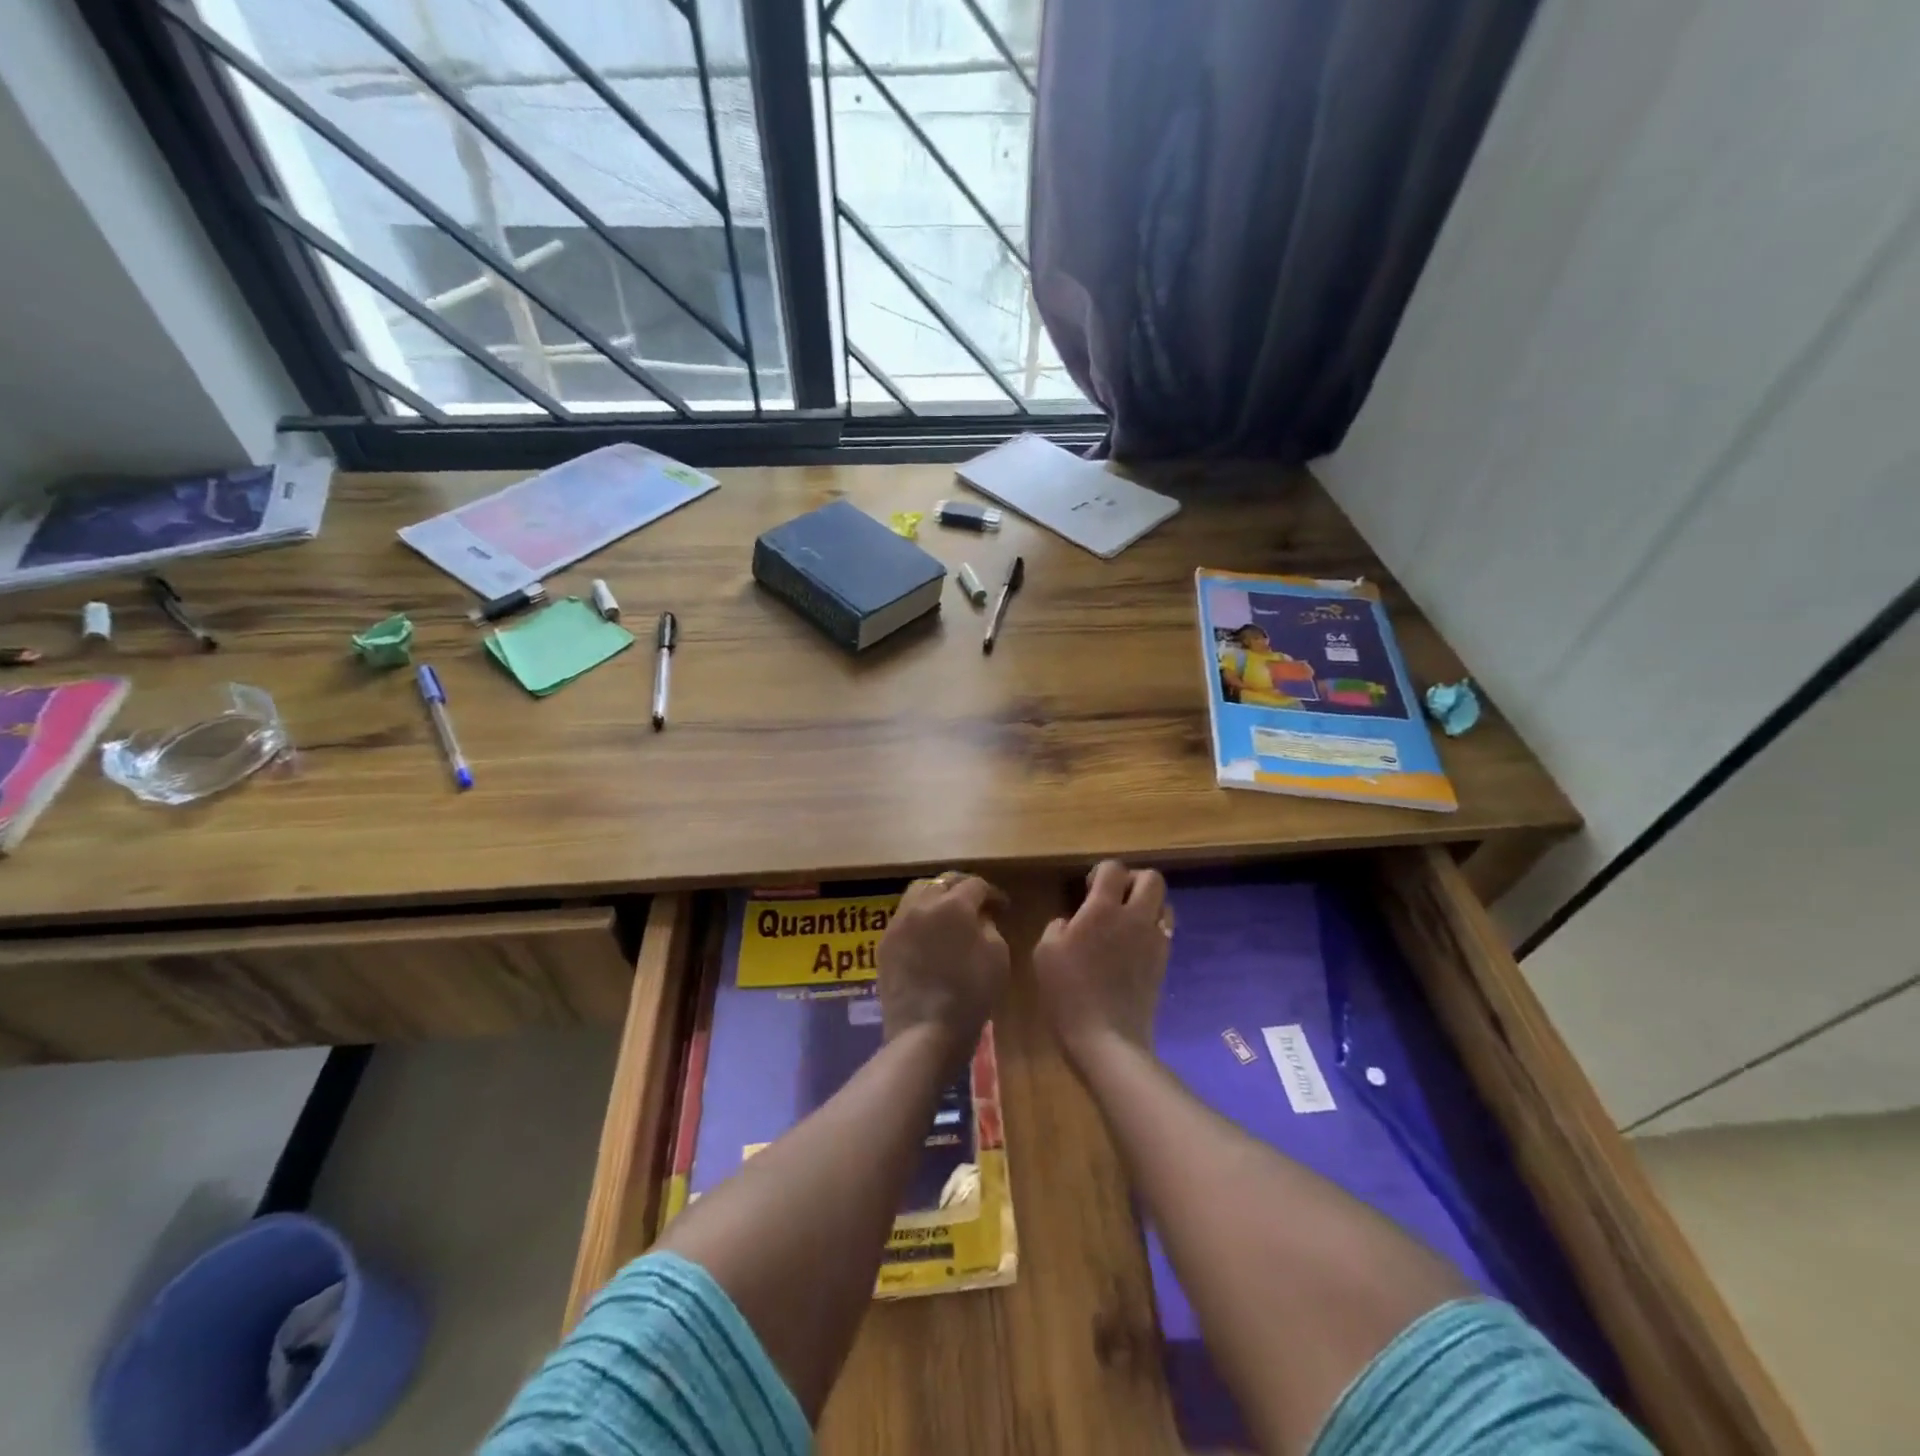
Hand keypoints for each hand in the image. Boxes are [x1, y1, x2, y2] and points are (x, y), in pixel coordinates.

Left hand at [878, 873, 1009, 1065]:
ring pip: (917, 893)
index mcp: (954, 905)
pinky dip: (919, 917)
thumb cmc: (971, 995)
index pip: (975, 884)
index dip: (992, 893)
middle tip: (975, 903)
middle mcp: (922, 904)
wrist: (925, 1031)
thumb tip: (979, 918)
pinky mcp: (884, 943)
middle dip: (961, 888)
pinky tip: (928, 934)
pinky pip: (903, 917)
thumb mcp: (997, 957)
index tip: (1002, 907)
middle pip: (942, 881)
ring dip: (936, 897)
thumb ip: (990, 927)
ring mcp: (898, 922)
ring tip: (948, 914)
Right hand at [1034, 860, 1170, 1071]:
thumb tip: (1070, 923)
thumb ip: (1058, 928)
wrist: (1106, 1039)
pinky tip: (1132, 946)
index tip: (1087, 889)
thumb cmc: (1068, 994)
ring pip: (1164, 903)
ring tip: (1126, 921)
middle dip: (1133, 880)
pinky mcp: (1164, 962)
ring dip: (1148, 904)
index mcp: (1102, 909)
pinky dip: (1152, 928)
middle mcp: (1134, 917)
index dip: (1100, 872)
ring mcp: (1154, 940)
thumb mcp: (1044, 954)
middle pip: (1151, 878)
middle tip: (1113, 898)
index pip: (1113, 869)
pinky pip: (1165, 931)